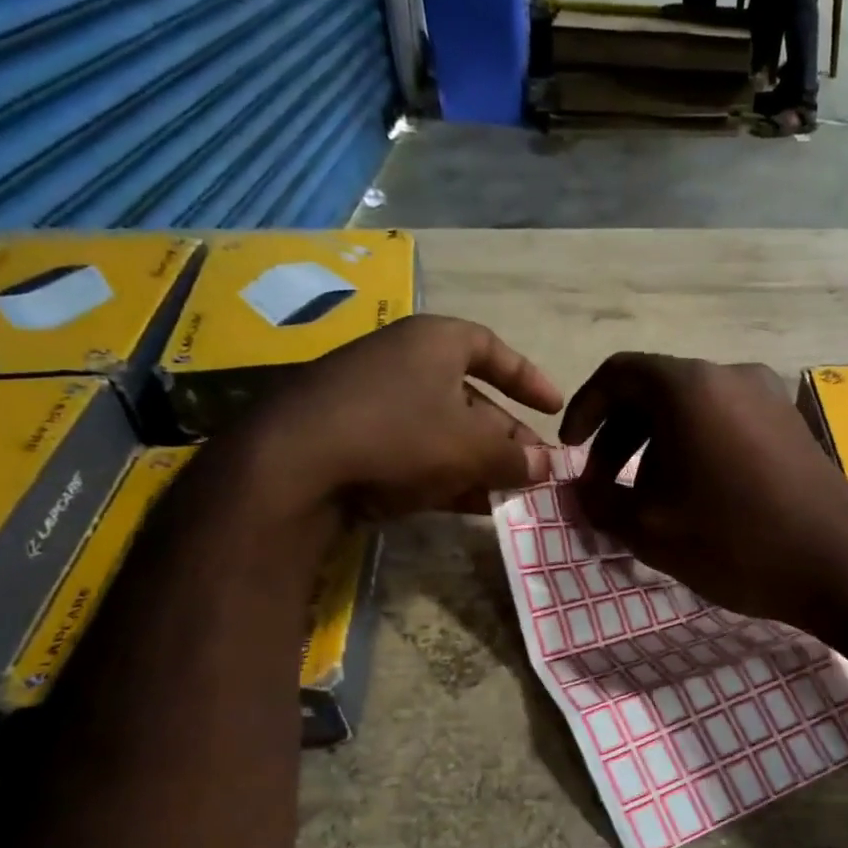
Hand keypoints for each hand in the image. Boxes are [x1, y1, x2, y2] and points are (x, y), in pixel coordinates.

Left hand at [221, 315, 562, 530]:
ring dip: (481, 463)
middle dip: (507, 436)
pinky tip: (472, 505)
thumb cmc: (400, 435)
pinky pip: (414, 453)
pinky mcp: (353, 441)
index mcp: (434, 342)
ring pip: (443, 431)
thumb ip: (515, 456)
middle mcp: (403, 363)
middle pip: (470, 397)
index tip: (554, 407)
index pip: (492, 348)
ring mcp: (374, 403)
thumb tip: (545, 466)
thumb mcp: (471, 447)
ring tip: (511, 495)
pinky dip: (446, 475)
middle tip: (536, 469)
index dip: (528, 378)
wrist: (293, 465)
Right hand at [558, 353, 847, 631]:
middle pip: (655, 391)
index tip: (571, 451)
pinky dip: (695, 448)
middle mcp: (730, 375)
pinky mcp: (791, 423)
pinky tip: (695, 495)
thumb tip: (578, 492)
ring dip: (656, 446)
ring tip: (647, 497)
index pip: (618, 374)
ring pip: (691, 410)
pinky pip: (725, 422)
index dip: (584, 409)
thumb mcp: (648, 529)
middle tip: (603, 485)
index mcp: (689, 387)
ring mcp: (768, 396)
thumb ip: (598, 503)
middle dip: (618, 437)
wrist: (839, 565)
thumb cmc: (733, 540)